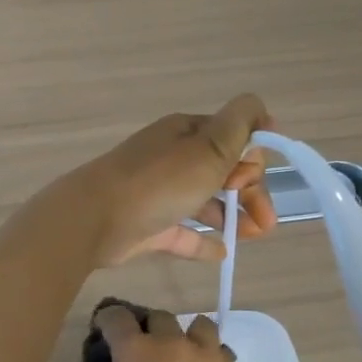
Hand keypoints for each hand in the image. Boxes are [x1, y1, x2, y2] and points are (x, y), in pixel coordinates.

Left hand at [73, 95, 276, 265]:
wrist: (94, 220)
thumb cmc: (159, 181)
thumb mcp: (209, 146)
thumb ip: (240, 124)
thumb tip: (260, 109)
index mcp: (187, 133)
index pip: (232, 139)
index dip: (251, 159)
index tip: (252, 180)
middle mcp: (172, 158)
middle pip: (222, 172)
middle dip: (250, 193)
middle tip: (267, 222)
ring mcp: (158, 193)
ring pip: (204, 202)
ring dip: (233, 216)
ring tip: (253, 237)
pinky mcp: (148, 225)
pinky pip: (182, 232)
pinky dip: (203, 240)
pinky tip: (222, 252)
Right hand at [86, 302, 244, 361]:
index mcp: (134, 351)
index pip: (117, 317)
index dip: (108, 318)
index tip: (104, 328)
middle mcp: (169, 341)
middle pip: (158, 316)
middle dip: (148, 327)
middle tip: (144, 349)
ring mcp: (203, 352)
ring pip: (196, 324)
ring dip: (185, 334)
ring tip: (182, 353)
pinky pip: (219, 348)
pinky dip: (209, 355)